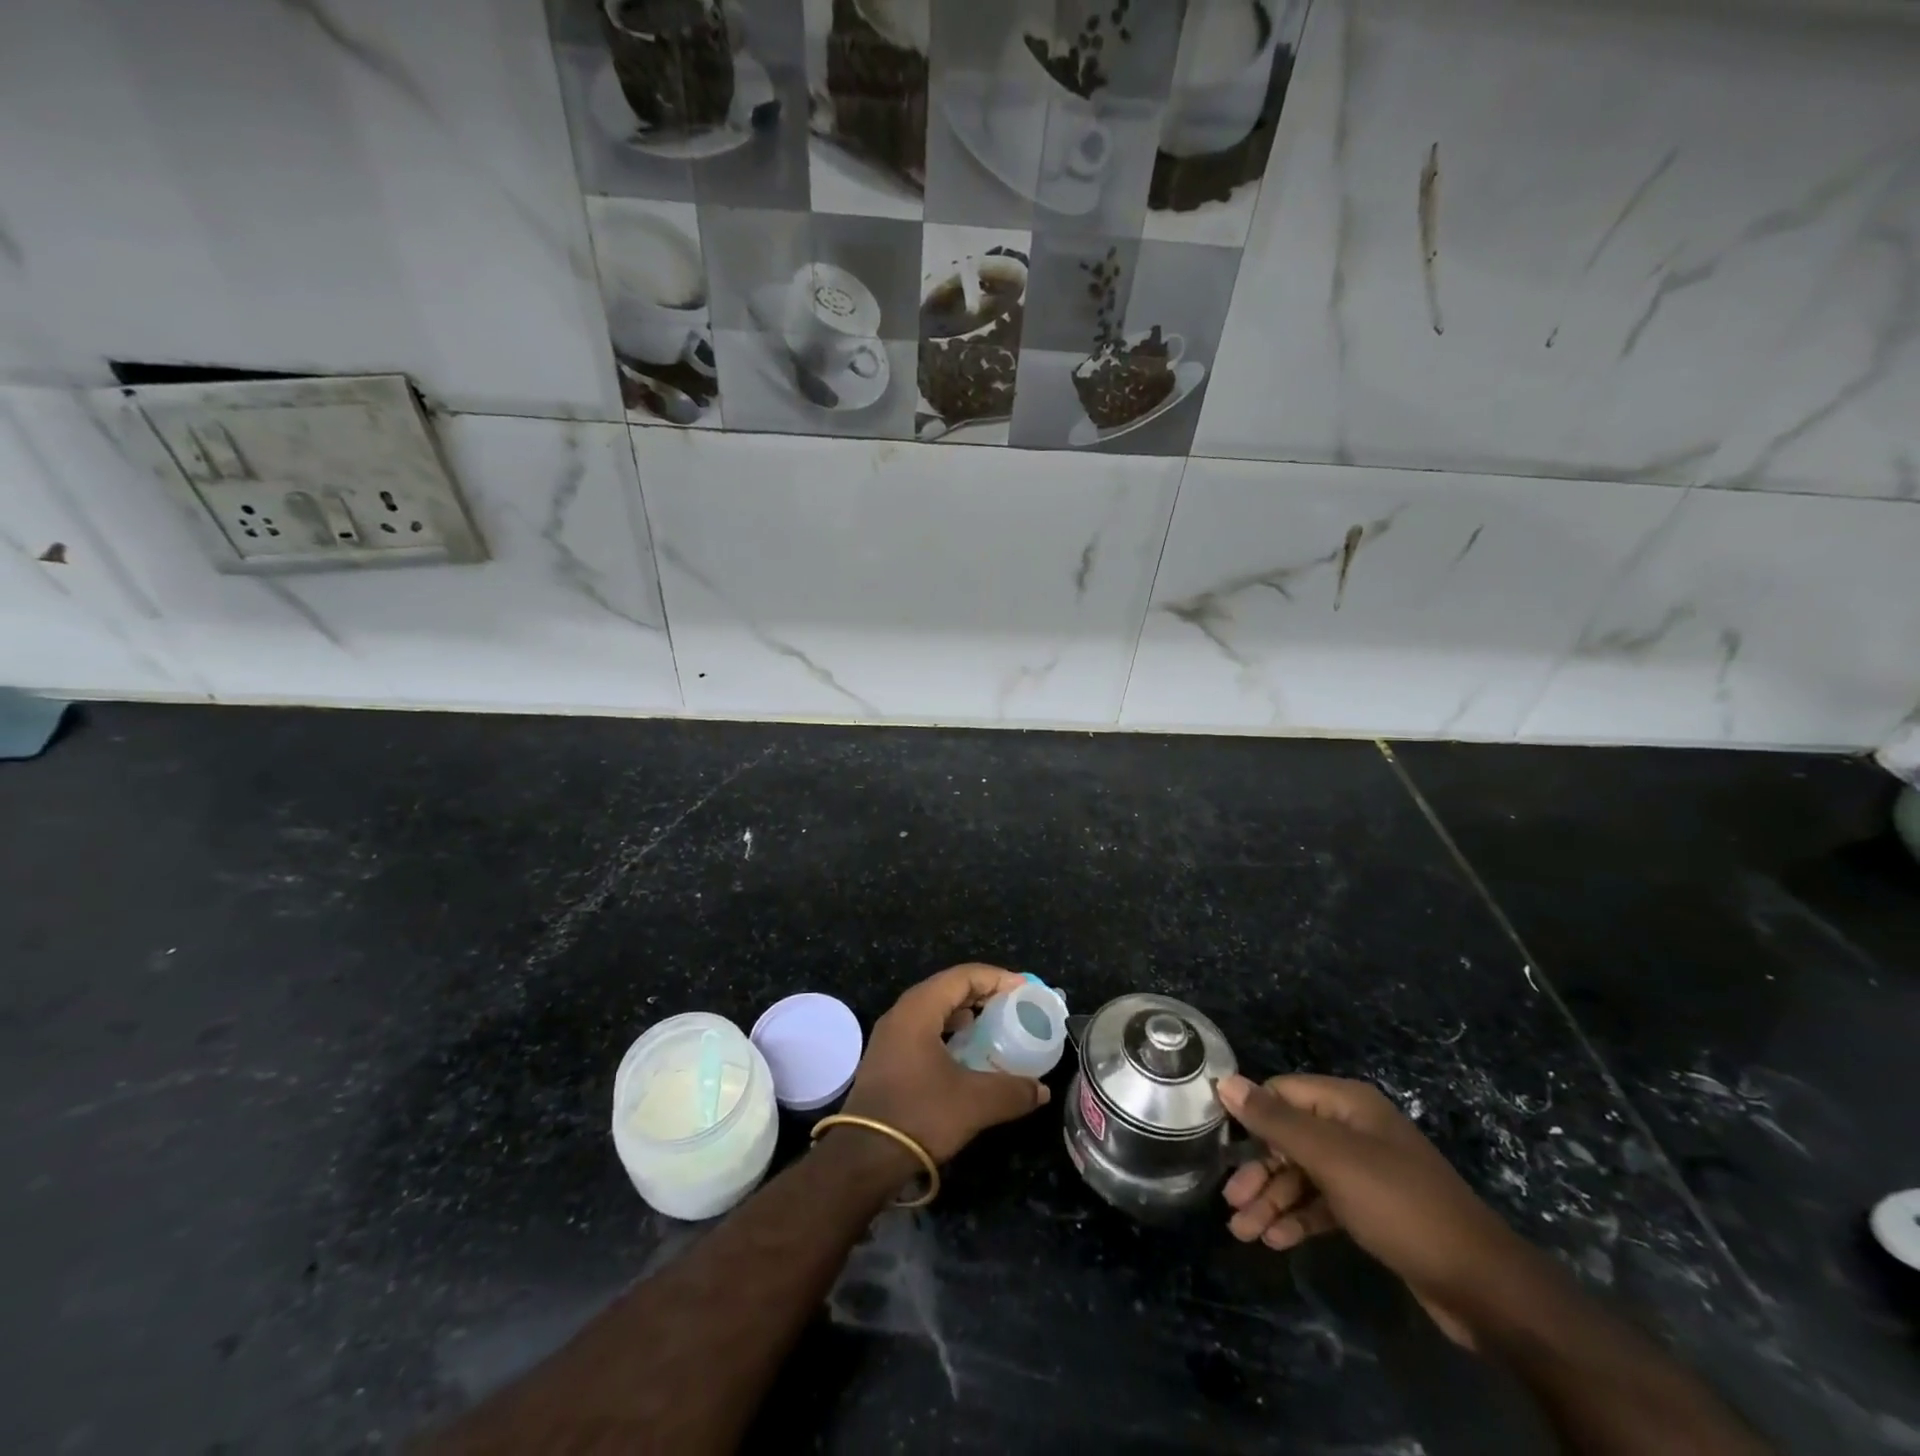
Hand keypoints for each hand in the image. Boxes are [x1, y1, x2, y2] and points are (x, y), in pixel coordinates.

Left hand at [839, 963, 1051, 1164]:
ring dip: (964, 1011)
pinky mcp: (887, 1059)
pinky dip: (949, 1030)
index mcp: (918, 1009)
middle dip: (982, 992)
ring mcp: (890, 1036)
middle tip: (1013, 1004)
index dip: (996, 978)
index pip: (962, 976)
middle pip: (947, 987)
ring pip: (933, 1009)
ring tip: (993, 1023)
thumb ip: (1012, 1091)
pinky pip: (924, 1028)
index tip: (1024, 989)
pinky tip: (965, 1050)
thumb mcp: (975, 1103)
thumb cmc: (919, 1115)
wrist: (863, 1157)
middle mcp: (901, 1014)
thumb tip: (1040, 1089)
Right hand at [1218, 1073, 1528, 1342]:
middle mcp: (1353, 1129)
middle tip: (1231, 1202)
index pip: (1281, 1093)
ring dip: (1272, 1200)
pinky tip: (1276, 1240)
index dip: (1251, 1116)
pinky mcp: (1371, 1210)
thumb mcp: (1331, 1158)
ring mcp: (1364, 1170)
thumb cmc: (1400, 1205)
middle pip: (1288, 1139)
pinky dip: (1298, 1218)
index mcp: (1347, 1104)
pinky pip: (1322, 1204)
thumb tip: (1225, 1081)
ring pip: (1302, 1176)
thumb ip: (1275, 1120)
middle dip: (1258, 1171)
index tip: (1221, 1145)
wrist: (1482, 1286)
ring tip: (1244, 1233)